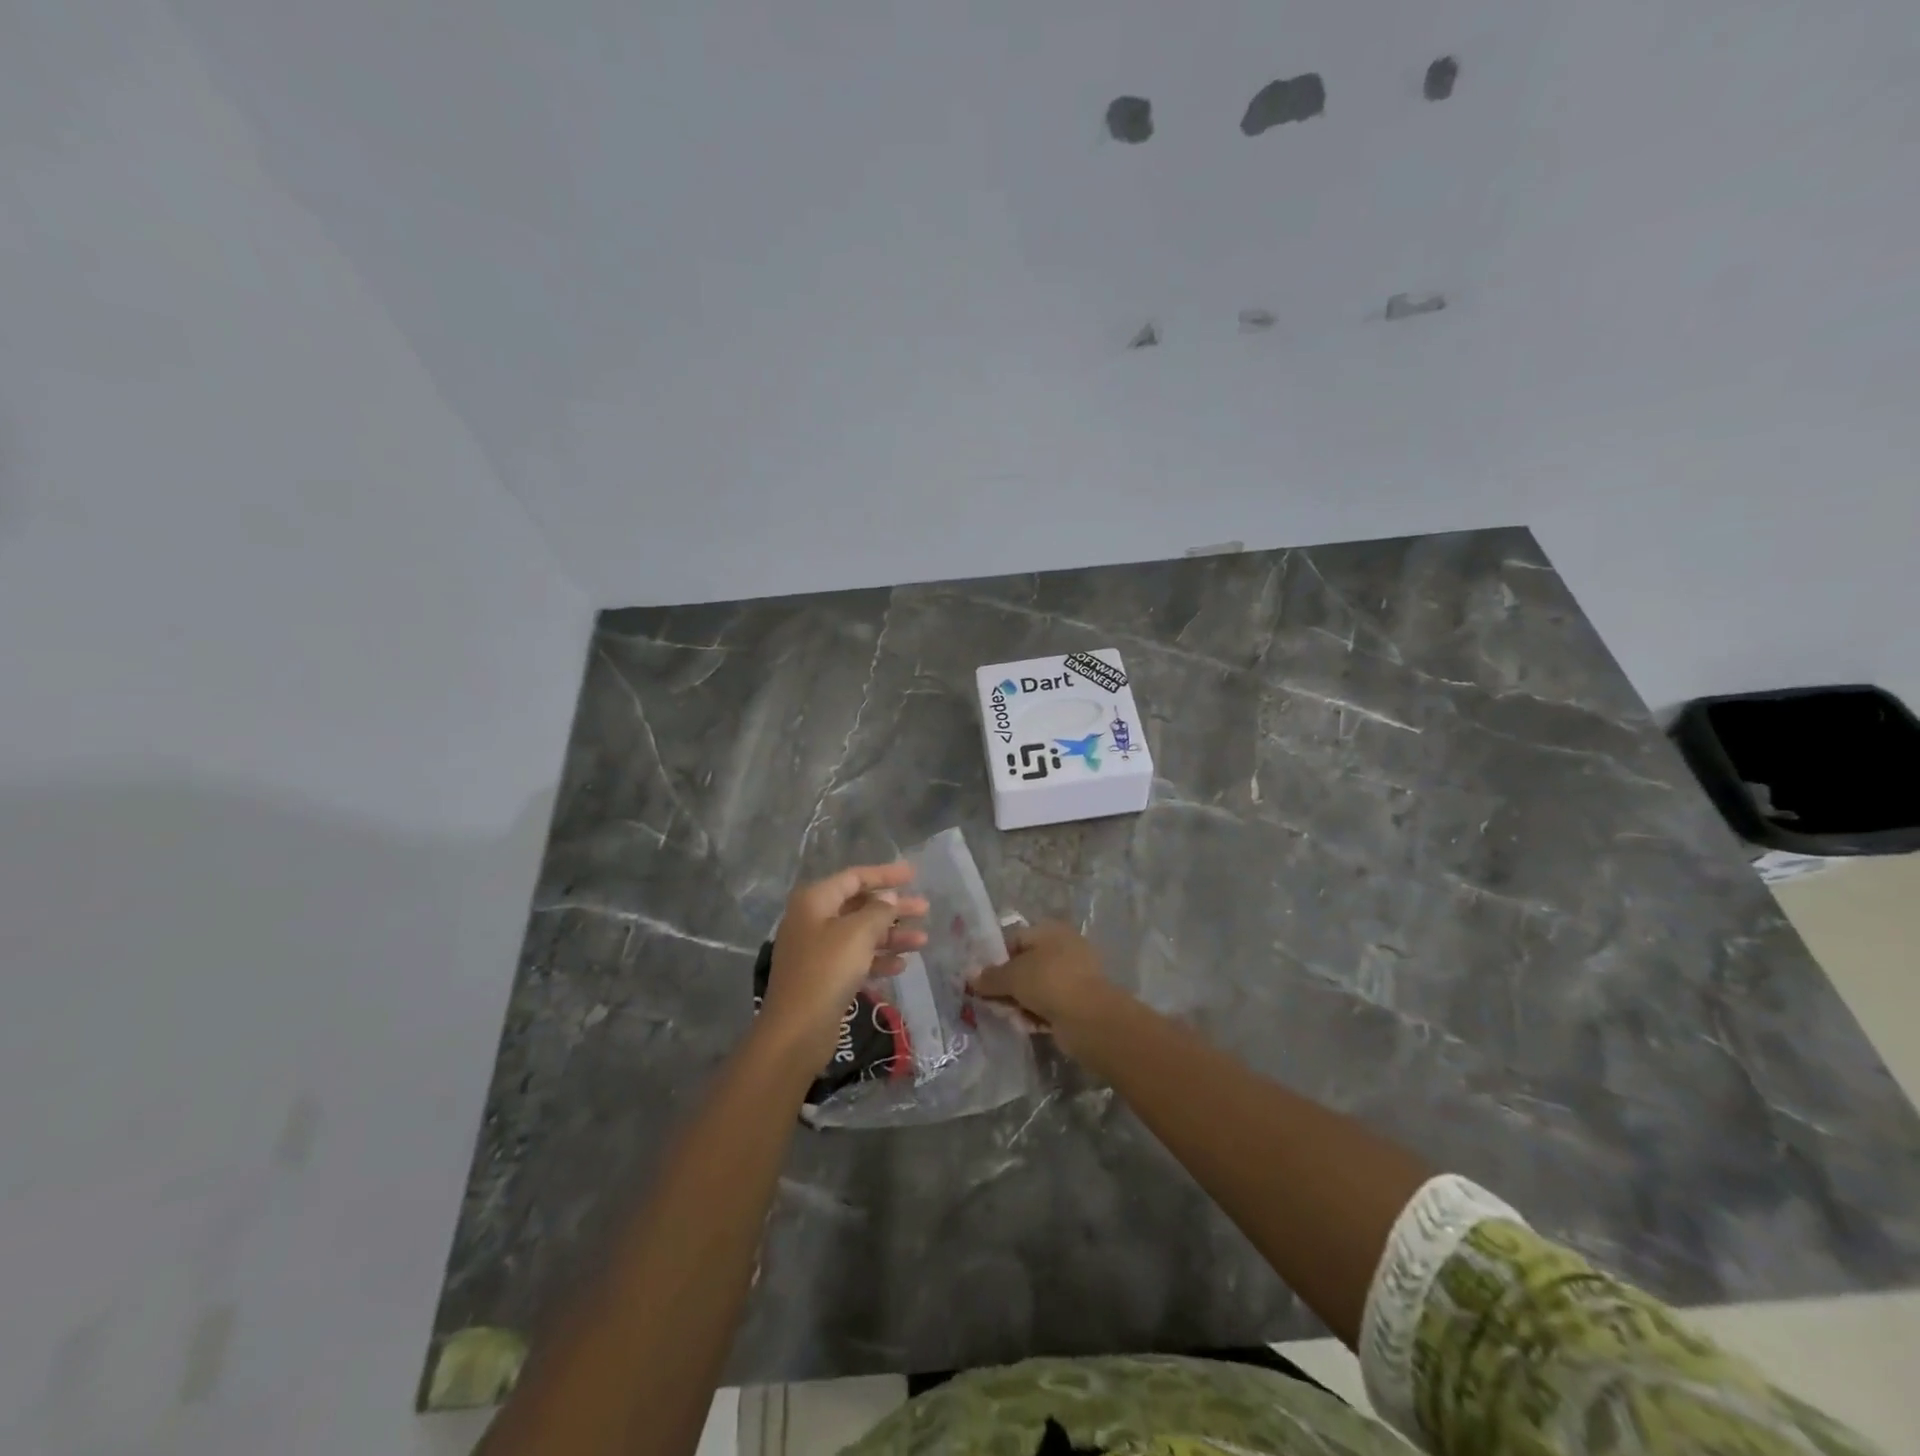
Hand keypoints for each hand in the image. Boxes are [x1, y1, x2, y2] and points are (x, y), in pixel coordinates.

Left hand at [761, 863, 928, 1072]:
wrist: (797, 1030)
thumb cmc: (827, 970)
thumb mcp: (858, 933)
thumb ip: (879, 910)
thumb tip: (888, 898)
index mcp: (815, 901)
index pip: (855, 878)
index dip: (885, 875)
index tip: (914, 875)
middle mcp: (813, 920)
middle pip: (860, 906)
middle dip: (893, 908)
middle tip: (925, 909)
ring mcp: (817, 950)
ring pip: (861, 934)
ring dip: (891, 936)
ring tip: (923, 941)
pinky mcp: (824, 976)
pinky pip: (856, 958)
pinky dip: (878, 959)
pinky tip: (901, 966)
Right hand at [970, 922, 1113, 1054]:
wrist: (1089, 1018)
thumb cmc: (1048, 982)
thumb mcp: (1012, 976)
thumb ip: (989, 976)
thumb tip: (970, 976)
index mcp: (1050, 931)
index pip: (1015, 939)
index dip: (996, 957)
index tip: (981, 978)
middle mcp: (1063, 948)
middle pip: (1025, 965)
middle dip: (1007, 984)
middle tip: (989, 1000)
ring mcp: (1073, 976)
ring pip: (1036, 987)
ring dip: (1019, 1002)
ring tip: (1007, 1015)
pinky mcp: (1078, 1002)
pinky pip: (1049, 1005)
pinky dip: (1036, 1014)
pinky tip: (1025, 1025)